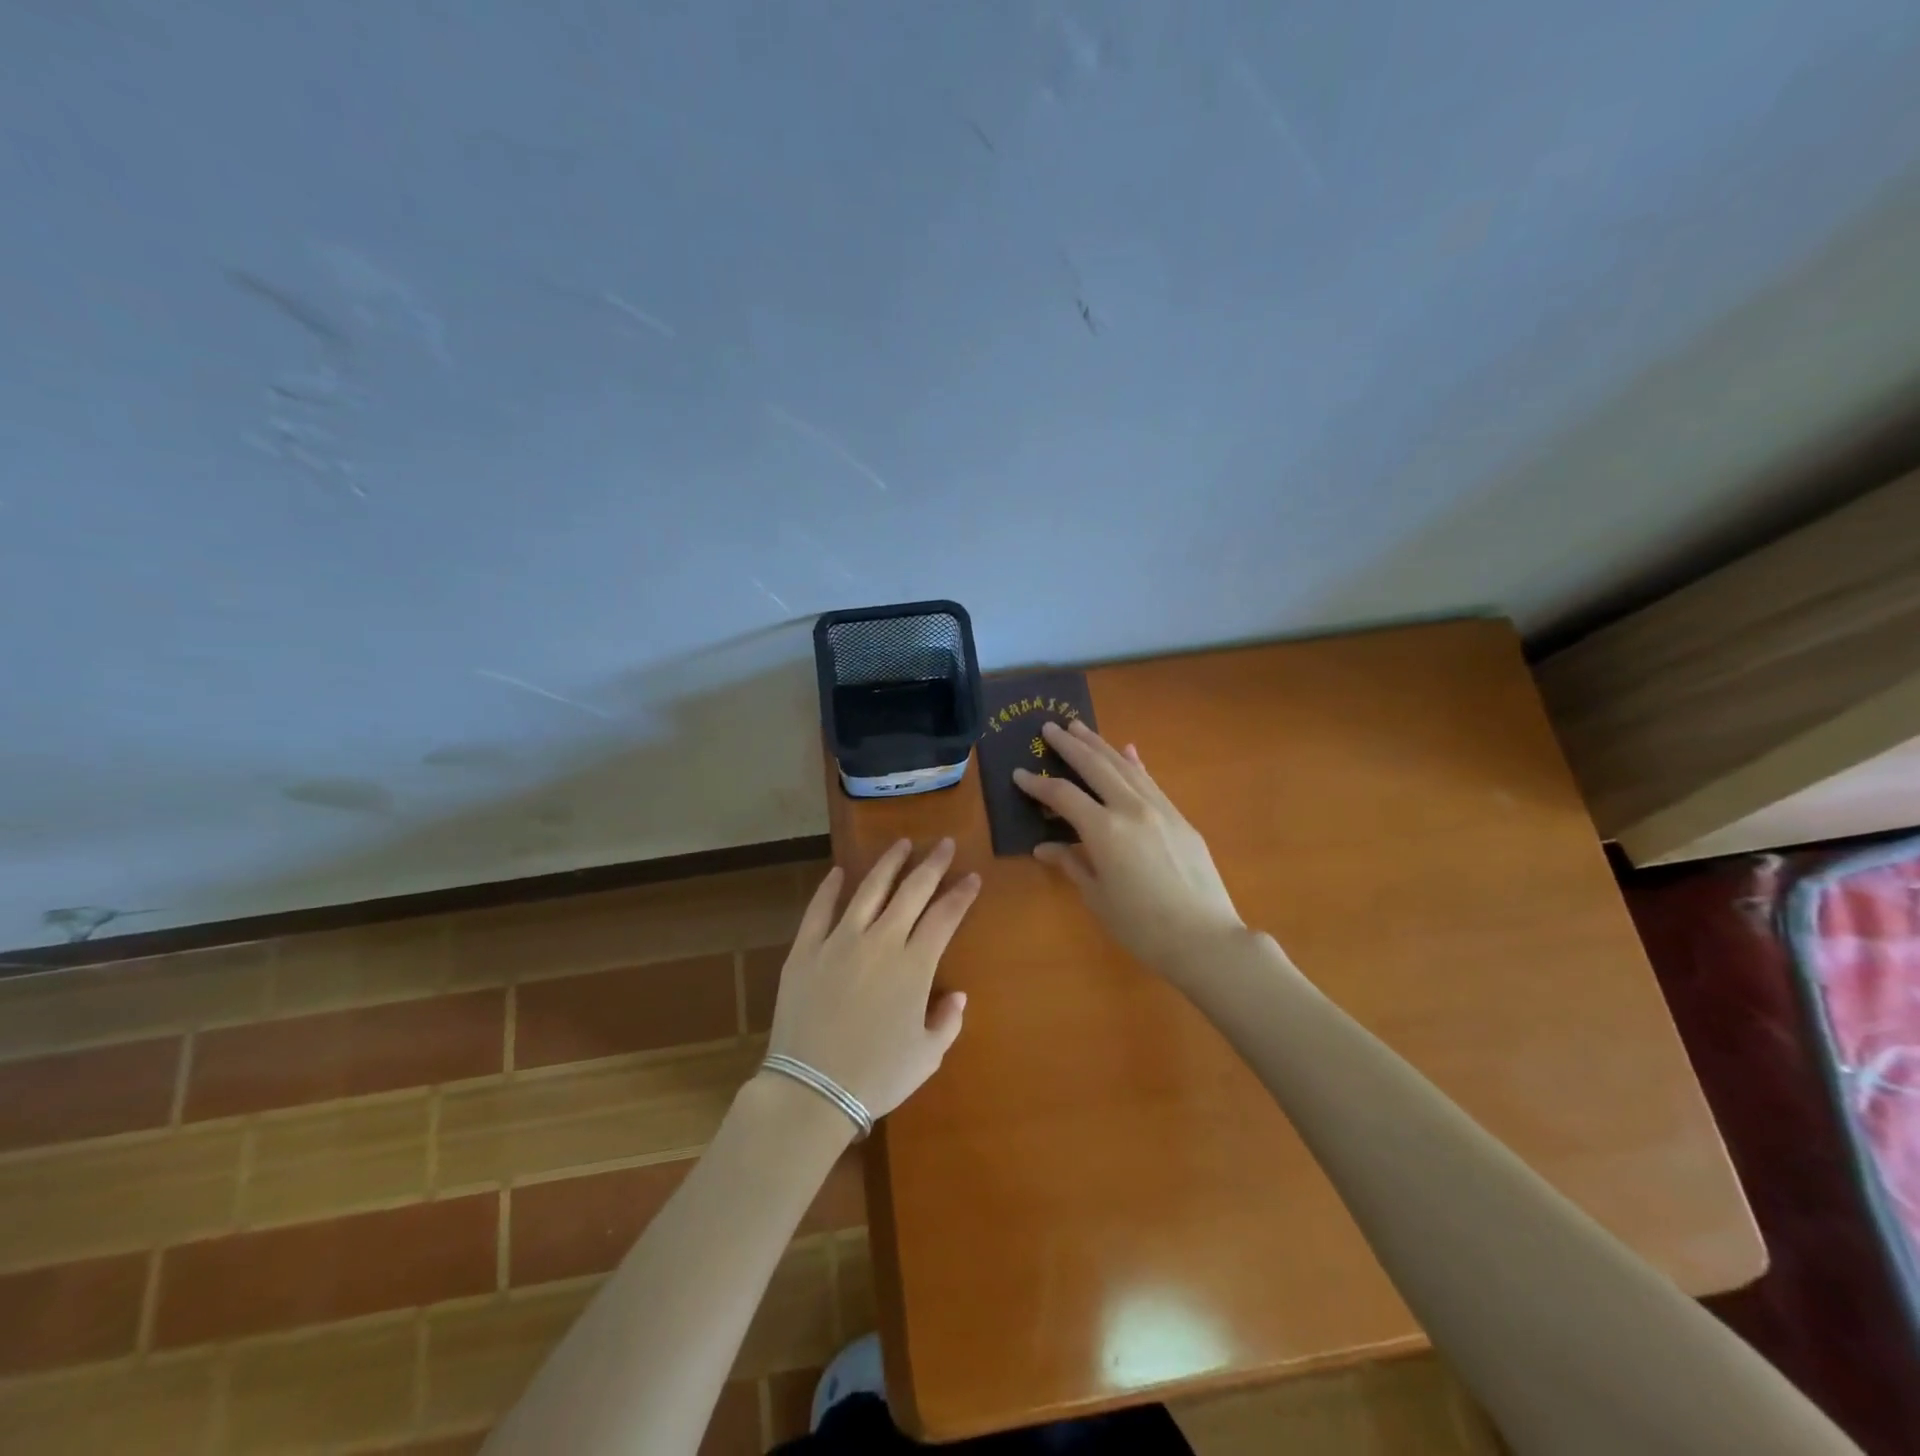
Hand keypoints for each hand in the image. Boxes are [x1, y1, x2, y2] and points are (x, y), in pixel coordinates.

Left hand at [763, 839, 978, 1120]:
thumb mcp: (927, 1056)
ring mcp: (839, 941)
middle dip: (932, 864)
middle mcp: (880, 941)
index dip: (961, 894)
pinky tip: (839, 872)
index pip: (945, 916)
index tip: (972, 877)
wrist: (811, 1090)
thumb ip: (947, 1021)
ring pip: (868, 890)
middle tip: (943, 843)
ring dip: (888, 864)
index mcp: (914, 965)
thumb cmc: (877, 1077)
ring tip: (900, 844)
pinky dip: (830, 888)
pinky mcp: (806, 950)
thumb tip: (957, 995)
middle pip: (911, 891)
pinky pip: (819, 910)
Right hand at [1014, 720, 1245, 978]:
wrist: (1205, 938)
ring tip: (1080, 728)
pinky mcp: (1180, 818)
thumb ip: (1072, 864)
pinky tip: (1128, 751)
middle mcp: (1131, 808)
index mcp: (1104, 830)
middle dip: (1069, 745)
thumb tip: (1045, 847)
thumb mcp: (1098, 897)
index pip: (1063, 795)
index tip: (1019, 773)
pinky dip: (1134, 764)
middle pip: (1095, 766)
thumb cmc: (1142, 926)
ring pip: (1124, 766)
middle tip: (1049, 727)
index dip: (1038, 784)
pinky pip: (1150, 781)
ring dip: (1100, 745)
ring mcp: (1160, 809)